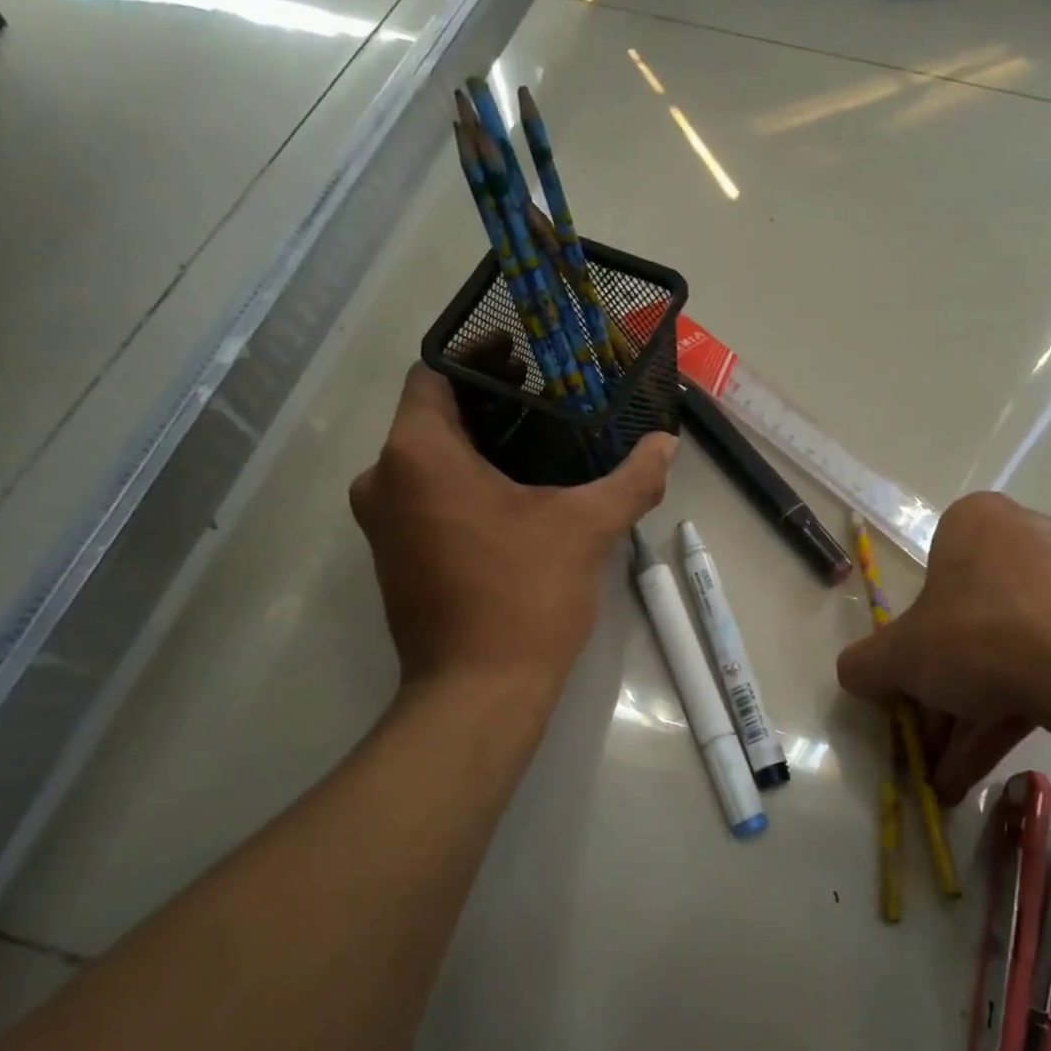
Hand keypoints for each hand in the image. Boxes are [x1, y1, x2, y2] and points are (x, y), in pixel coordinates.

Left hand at [350, 361, 674, 695]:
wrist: (479, 693)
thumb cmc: (525, 596)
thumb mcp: (587, 528)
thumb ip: (631, 478)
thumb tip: (667, 444)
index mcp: (418, 455)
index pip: (434, 375)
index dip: (479, 358)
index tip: (525, 357)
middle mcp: (384, 480)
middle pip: (433, 416)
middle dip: (487, 402)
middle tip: (547, 397)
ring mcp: (383, 524)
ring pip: (428, 459)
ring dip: (478, 445)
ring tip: (540, 441)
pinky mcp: (395, 557)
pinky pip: (426, 496)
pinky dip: (464, 482)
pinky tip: (517, 493)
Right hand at [836, 492, 1050, 803]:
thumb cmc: (979, 634)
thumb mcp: (901, 656)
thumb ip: (866, 664)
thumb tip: (853, 673)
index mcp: (975, 523)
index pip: (931, 580)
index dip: (914, 641)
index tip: (911, 686)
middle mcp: (1027, 538)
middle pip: (970, 623)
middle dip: (944, 694)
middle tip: (930, 744)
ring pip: (1011, 651)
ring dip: (974, 717)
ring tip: (952, 777)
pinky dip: (1018, 712)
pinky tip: (990, 765)